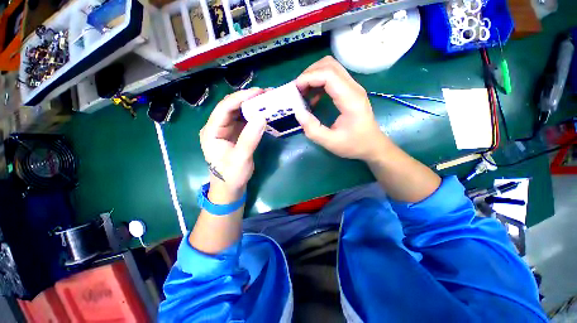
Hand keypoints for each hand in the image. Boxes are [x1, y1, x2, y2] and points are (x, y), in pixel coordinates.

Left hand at [199, 88, 265, 198]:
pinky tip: (264, 112)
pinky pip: (245, 120)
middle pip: (231, 107)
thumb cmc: (231, 175)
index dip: (241, 98)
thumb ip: (249, 139)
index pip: (224, 108)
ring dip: (252, 105)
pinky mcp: (236, 133)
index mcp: (212, 131)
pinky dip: (254, 115)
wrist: (230, 187)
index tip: (259, 92)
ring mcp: (227, 129)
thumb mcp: (240, 159)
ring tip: (268, 100)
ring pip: (239, 112)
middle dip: (248, 99)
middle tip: (267, 94)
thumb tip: (261, 117)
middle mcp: (217, 127)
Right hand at [294, 56, 390, 161]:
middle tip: (298, 90)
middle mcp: (353, 88)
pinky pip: (333, 78)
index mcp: (350, 99)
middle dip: (309, 73)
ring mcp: (353, 87)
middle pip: (329, 65)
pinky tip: (314, 98)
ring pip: (331, 68)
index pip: (328, 74)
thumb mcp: (330, 142)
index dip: (309, 77)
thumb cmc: (354, 145)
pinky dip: (319, 82)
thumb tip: (297, 112)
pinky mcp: (350, 91)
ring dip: (314, 76)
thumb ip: (313, 129)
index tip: (295, 90)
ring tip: (303, 93)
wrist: (372, 145)